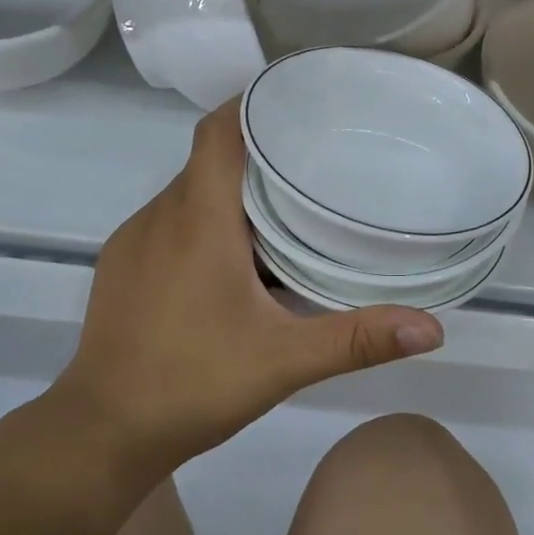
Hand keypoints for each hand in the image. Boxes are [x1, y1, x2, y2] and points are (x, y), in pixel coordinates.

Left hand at [58, 103, 444, 463]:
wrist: (101, 431)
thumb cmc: (192, 383)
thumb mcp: (284, 361)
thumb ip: (357, 340)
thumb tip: (432, 329)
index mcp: (198, 219)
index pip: (218, 131)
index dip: (251, 105)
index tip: (296, 103)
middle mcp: (160, 215)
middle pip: (210, 159)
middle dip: (256, 152)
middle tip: (312, 159)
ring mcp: (134, 240)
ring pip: (188, 192)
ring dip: (230, 191)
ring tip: (282, 206)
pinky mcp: (121, 266)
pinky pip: (169, 221)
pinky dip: (203, 220)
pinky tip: (232, 257)